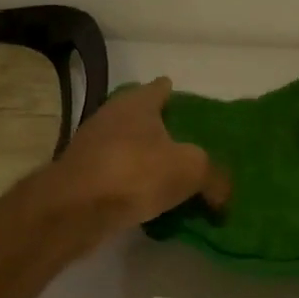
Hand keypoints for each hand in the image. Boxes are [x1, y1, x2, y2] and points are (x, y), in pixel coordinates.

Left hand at [46, 78, 230, 240]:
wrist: (74, 209)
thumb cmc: (135, 173)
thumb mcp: (190, 170)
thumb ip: (213, 177)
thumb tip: (224, 194)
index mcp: (137, 103)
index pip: (161, 88)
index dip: (176, 95)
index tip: (190, 109)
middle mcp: (111, 116)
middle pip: (142, 117)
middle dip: (161, 130)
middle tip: (187, 147)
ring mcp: (91, 146)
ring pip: (127, 147)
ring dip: (144, 159)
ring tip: (169, 177)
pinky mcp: (81, 175)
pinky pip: (115, 175)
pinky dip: (130, 183)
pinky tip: (145, 199)